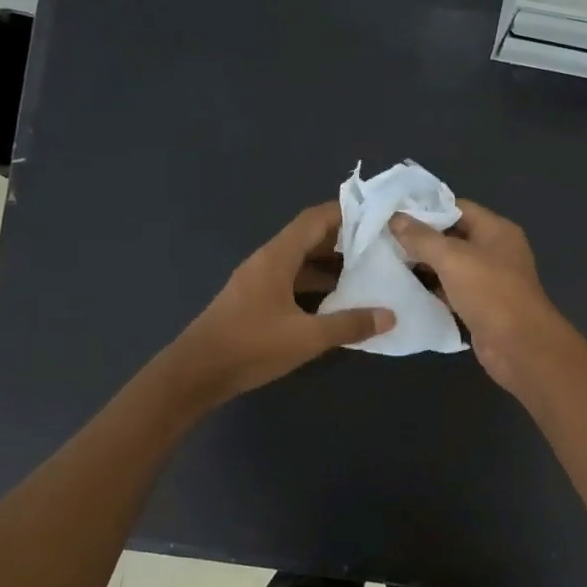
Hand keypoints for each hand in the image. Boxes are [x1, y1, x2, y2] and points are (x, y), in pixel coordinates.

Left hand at [168, 202, 393, 402]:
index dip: (345, 213)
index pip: (314, 219)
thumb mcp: (307, 337)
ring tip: (365, 274)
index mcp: (276, 258)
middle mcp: (266, 262)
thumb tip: (389, 315)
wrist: (196, 373)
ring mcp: (257, 282)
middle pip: (308, 239)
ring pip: (299, 262)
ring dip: (329, 266)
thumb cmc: (251, 347)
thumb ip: (349, 325)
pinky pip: (290, 282)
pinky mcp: (254, 302)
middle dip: (343, 241)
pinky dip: (314, 285)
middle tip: (379, 247)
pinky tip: (335, 302)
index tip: (376, 216)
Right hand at [390, 199, 563, 389]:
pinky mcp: (481, 307)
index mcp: (496, 230)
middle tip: (385, 241)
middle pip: (453, 238)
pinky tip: (405, 292)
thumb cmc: (490, 292)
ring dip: (424, 267)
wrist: (518, 345)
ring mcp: (489, 281)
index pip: (458, 208)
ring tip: (388, 264)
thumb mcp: (452, 258)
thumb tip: (395, 218)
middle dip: (421, 240)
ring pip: (451, 267)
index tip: (395, 214)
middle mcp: (495, 251)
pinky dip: (433, 291)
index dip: (427, 209)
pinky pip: (452, 292)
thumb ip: (422, 238)